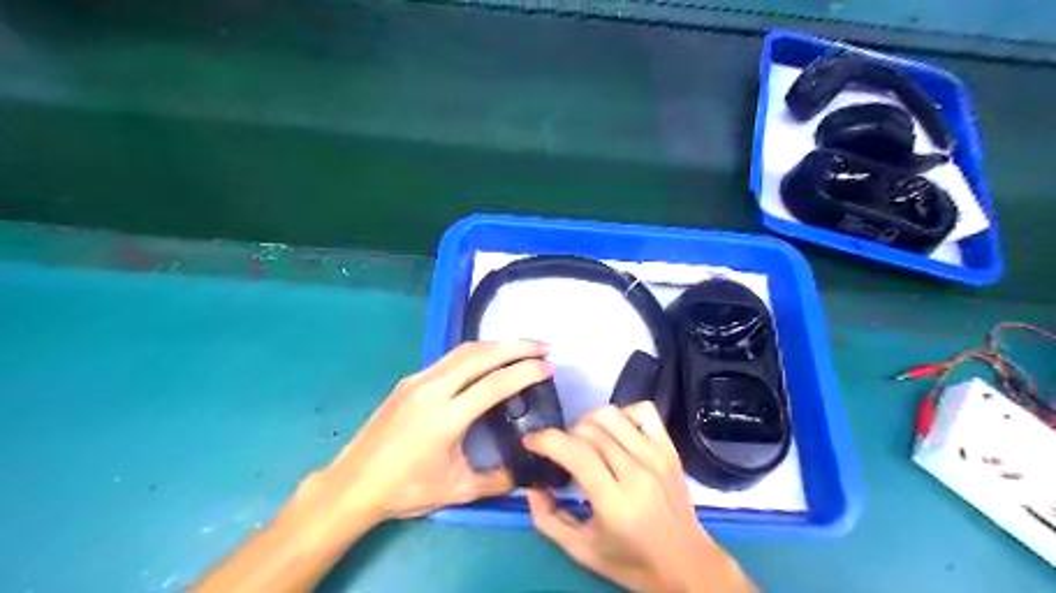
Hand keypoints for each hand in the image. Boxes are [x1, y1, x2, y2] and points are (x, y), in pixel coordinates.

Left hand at [309, 340, 548, 520]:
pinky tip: (488, 359)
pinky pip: (449, 358)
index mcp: (446, 417)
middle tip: (544, 346)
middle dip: (517, 346)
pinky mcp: (410, 380)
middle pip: (481, 355)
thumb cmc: (405, 489)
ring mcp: (418, 380)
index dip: (525, 372)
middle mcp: (432, 389)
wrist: (353, 484)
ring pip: (464, 351)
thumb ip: (498, 480)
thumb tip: (526, 472)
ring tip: (522, 347)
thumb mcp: (457, 490)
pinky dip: (476, 353)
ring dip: (497, 345)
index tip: (548, 367)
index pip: (495, 384)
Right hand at [524, 403, 754, 591]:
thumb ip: (548, 519)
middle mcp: (637, 473)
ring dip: (588, 422)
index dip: (546, 440)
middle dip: (564, 435)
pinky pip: (643, 411)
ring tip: (585, 442)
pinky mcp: (669, 449)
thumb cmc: (632, 561)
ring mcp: (656, 456)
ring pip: (612, 415)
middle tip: (560, 453)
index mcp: (615, 502)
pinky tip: (615, 434)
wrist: (688, 564)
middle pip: (589, 430)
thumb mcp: (582, 550)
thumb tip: (530, 486)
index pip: (576, 453)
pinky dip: (623, 414)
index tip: (530, 442)